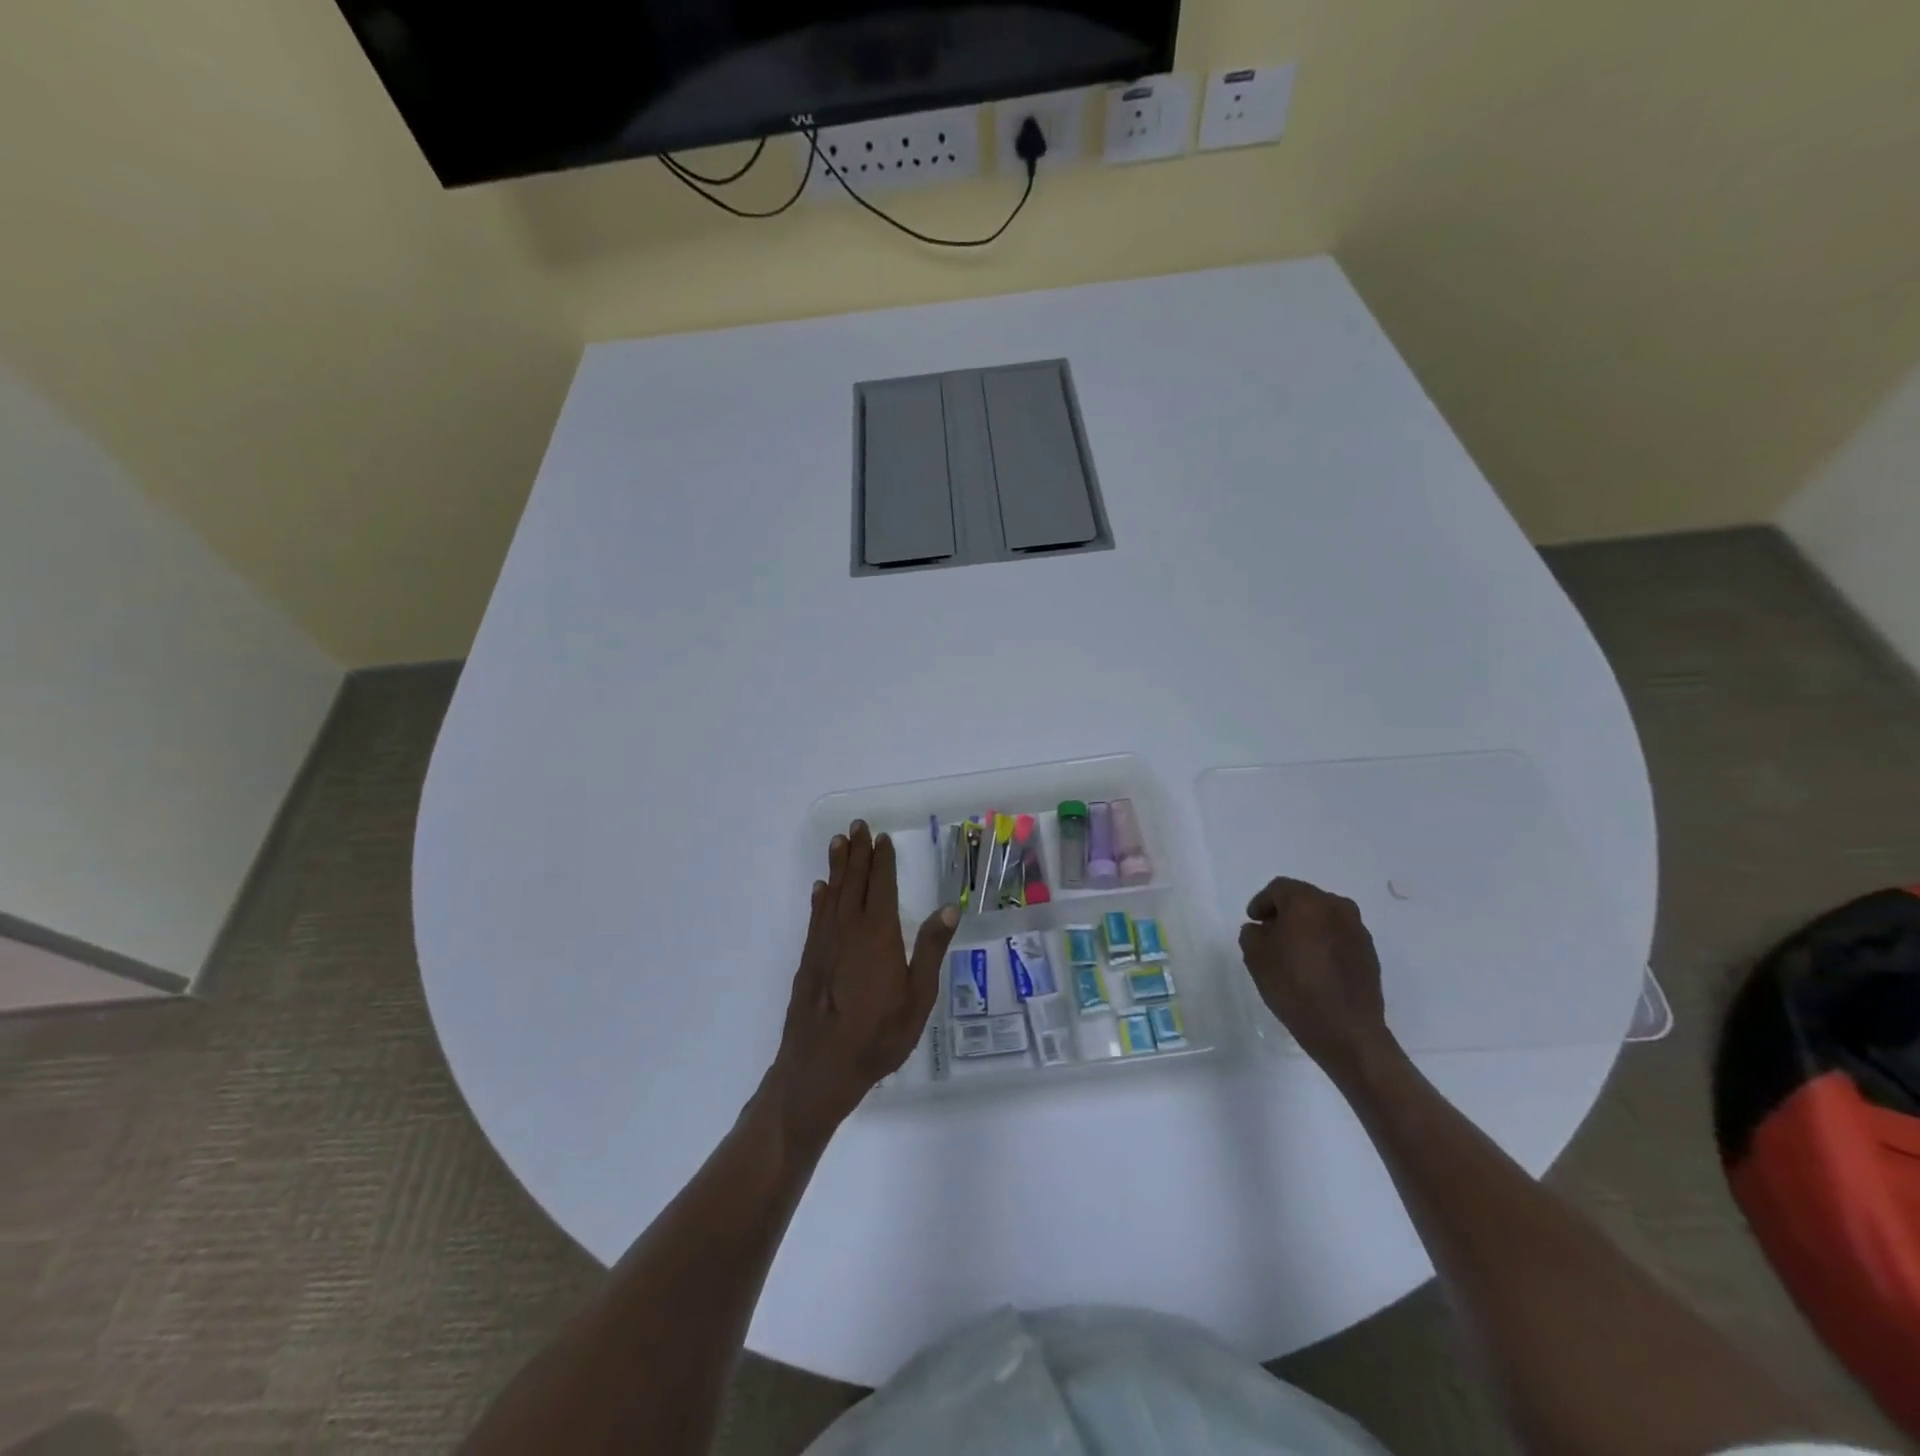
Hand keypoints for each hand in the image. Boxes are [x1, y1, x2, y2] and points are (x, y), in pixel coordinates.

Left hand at [768, 821, 958, 1146]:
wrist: (821, 1066)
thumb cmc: (879, 1035)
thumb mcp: (918, 998)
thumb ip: (931, 950)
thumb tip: (949, 909)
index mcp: (879, 934)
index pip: (882, 886)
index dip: (882, 861)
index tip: (882, 838)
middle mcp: (849, 929)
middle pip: (854, 881)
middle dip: (857, 852)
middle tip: (857, 826)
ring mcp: (825, 943)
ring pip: (832, 893)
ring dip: (837, 866)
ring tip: (838, 843)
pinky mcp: (810, 959)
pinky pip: (816, 917)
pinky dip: (820, 898)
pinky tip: (820, 889)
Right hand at [1238, 877, 1396, 1080]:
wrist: (1346, 1030)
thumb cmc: (1294, 987)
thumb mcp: (1256, 957)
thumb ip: (1252, 933)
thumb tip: (1261, 929)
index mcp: (1307, 902)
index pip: (1278, 888)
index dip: (1261, 902)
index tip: (1253, 921)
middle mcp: (1336, 907)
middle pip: (1304, 899)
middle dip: (1284, 912)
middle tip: (1270, 933)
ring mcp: (1357, 929)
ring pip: (1324, 916)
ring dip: (1306, 926)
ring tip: (1293, 951)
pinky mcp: (1369, 952)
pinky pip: (1339, 935)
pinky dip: (1324, 941)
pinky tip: (1315, 965)